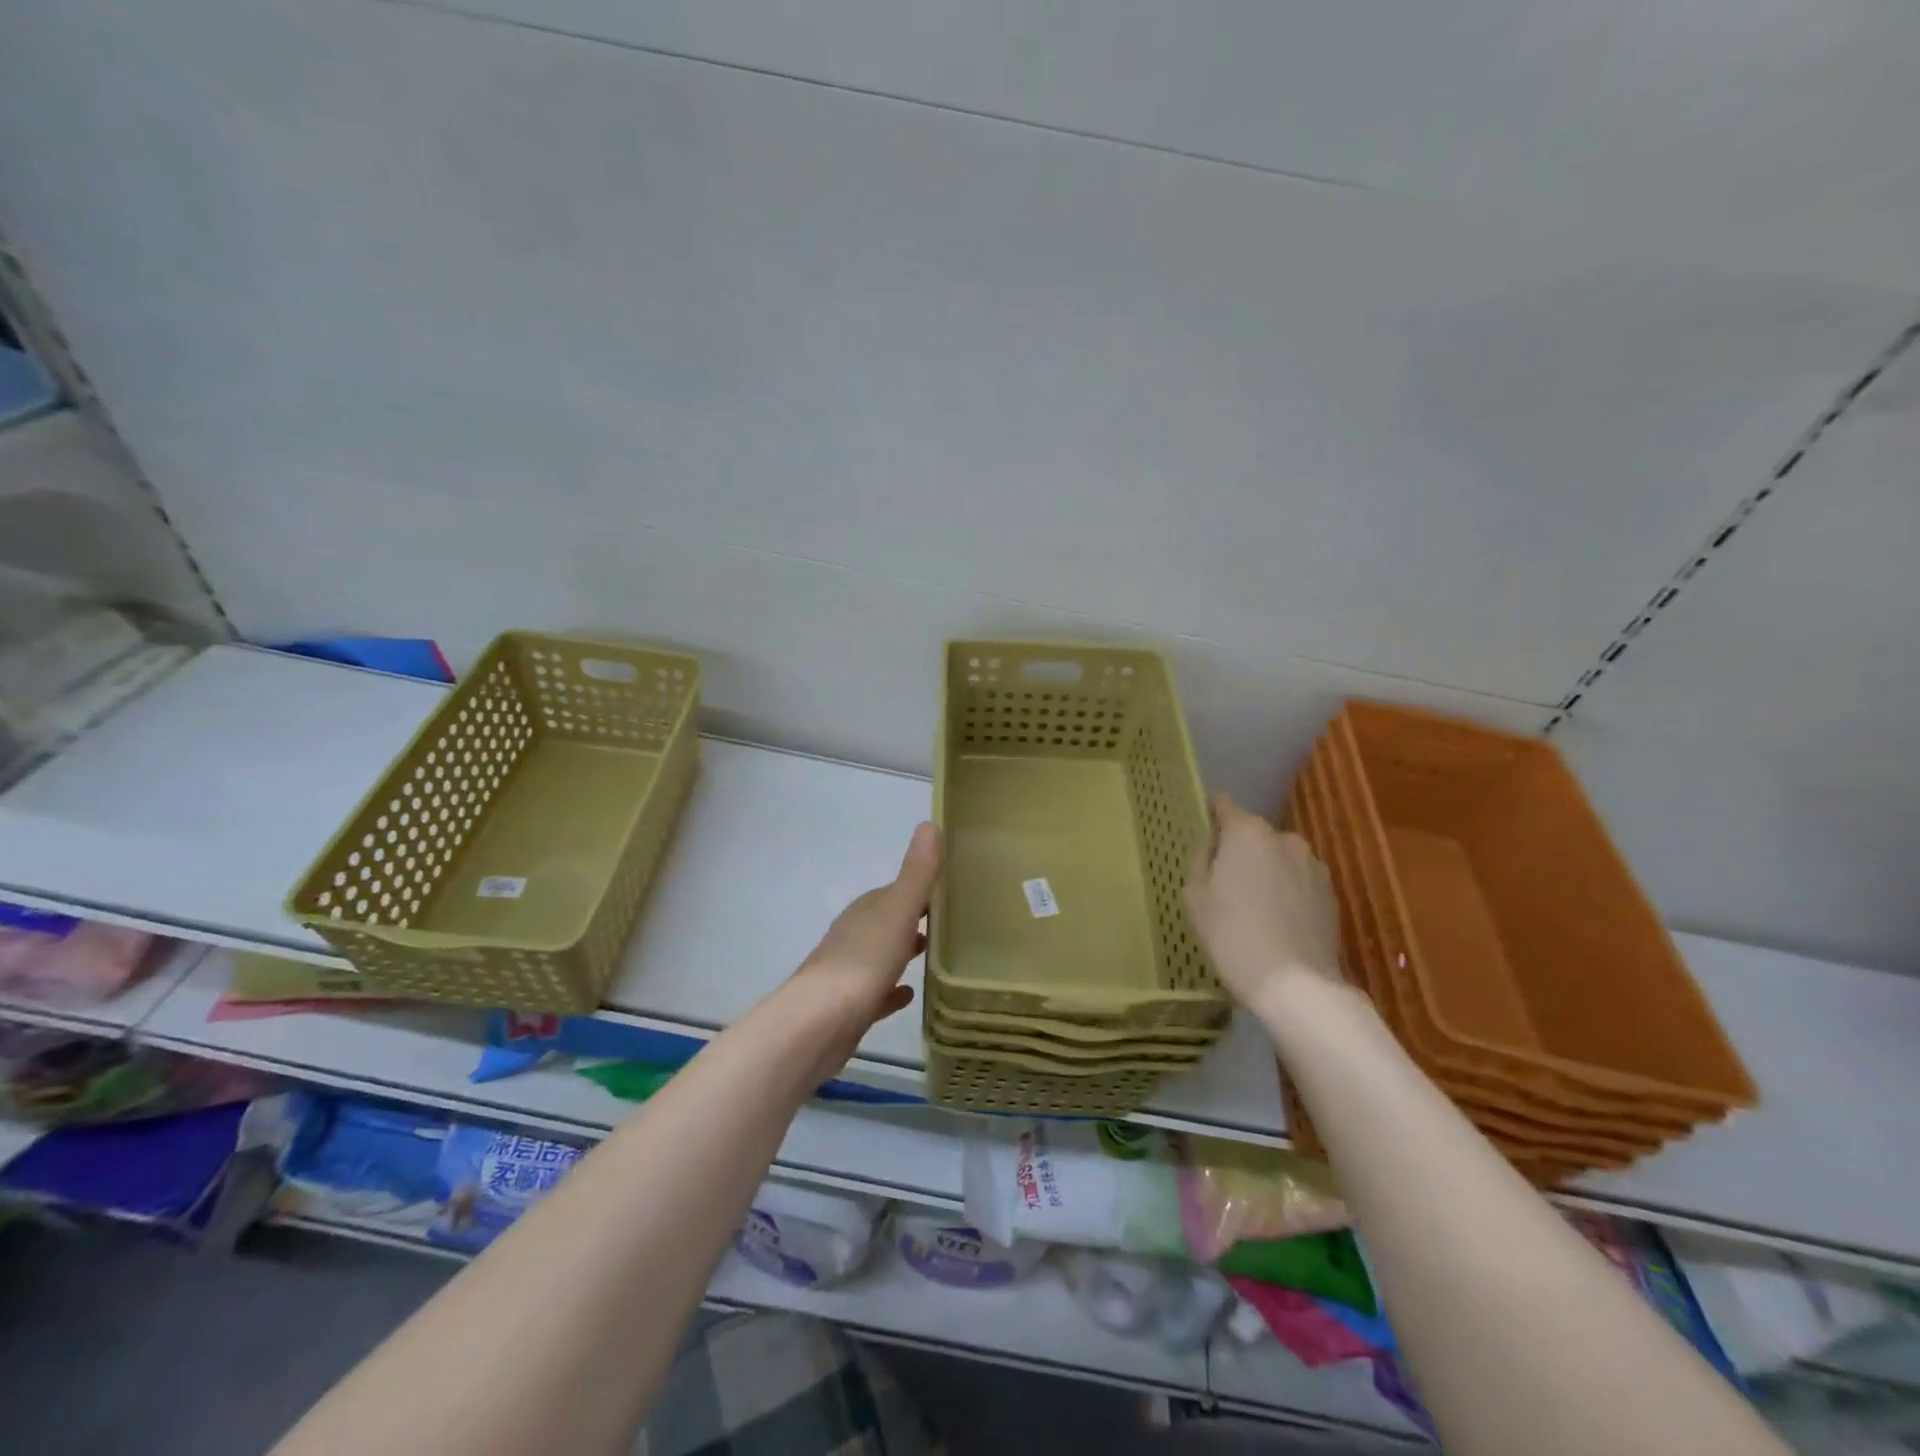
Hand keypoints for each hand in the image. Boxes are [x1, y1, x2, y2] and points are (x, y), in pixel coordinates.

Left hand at [787, 822, 941, 1056]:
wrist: (818, 1024)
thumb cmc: (863, 962)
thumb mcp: (897, 911)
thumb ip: (917, 873)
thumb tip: (930, 823)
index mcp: (867, 911)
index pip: (896, 890)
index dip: (921, 888)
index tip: (951, 889)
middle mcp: (855, 935)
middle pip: (889, 921)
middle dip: (914, 919)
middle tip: (951, 922)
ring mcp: (849, 972)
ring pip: (882, 954)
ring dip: (903, 950)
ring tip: (935, 953)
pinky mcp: (850, 1008)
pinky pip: (877, 992)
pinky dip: (892, 990)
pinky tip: (909, 994)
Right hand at [1185, 791, 1341, 1008]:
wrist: (1296, 985)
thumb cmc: (1232, 935)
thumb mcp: (1195, 896)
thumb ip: (1200, 858)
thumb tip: (1211, 840)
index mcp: (1247, 832)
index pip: (1224, 805)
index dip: (1210, 813)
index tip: (1201, 829)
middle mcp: (1285, 838)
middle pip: (1252, 834)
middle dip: (1238, 850)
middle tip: (1221, 881)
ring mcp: (1313, 866)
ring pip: (1278, 858)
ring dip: (1264, 871)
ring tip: (1251, 906)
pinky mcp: (1331, 894)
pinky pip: (1297, 881)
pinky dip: (1285, 892)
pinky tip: (1275, 922)